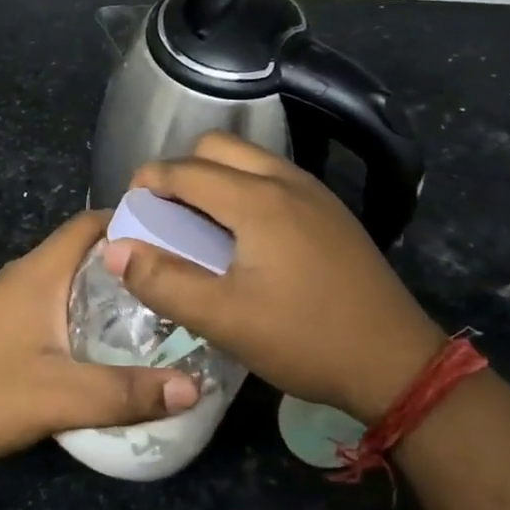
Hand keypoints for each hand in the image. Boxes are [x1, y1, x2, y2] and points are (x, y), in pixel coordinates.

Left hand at [0, 211, 200, 472]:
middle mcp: (24, 276)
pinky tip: (108, 345)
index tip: (179, 236)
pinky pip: (56, 305)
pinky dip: (87, 313)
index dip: (133, 220)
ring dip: (109, 291)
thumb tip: (195, 387)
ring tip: (156, 314)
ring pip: (70, 280)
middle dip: (130, 261)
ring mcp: (10, 302)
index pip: (91, 223)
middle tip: (178, 282)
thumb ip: (127, 392)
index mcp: (39, 273)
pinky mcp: (3, 328)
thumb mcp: (62, 396)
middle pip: (85, 251)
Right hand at [108, 132, 445, 424]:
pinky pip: (274, 178)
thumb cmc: (304, 339)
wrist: (394, 362)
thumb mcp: (223, 319)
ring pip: (250, 160)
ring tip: (198, 225)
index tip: (128, 210)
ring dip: (214, 178)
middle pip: (218, 148)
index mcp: (258, 200)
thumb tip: (115, 248)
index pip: (185, 170)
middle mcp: (287, 181)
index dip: (147, 182)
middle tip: (164, 215)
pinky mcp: (332, 213)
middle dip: (181, 171)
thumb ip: (163, 281)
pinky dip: (244, 189)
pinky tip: (244, 237)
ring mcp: (316, 194)